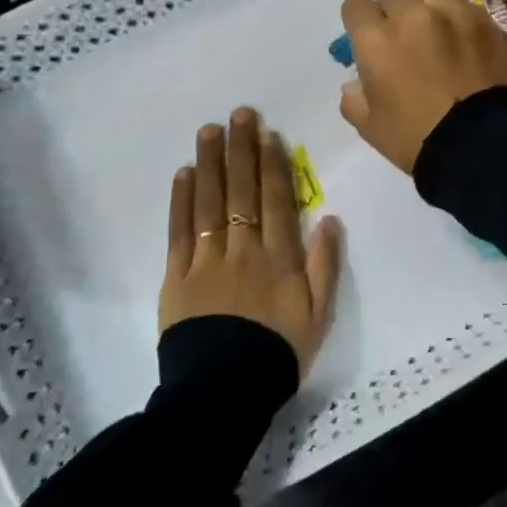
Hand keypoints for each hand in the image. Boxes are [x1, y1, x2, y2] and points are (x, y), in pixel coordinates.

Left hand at [161, 108, 341, 378]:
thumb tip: (328, 217)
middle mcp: (244, 249)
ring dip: (210, 164)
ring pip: (210, 203)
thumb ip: (324, 265)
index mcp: (279, 257)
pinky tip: (184, 174)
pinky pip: (179, 232)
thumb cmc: (278, 352)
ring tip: (209, 131)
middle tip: (239, 114)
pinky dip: (181, 202)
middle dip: (241, 149)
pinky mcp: (177, 277)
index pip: (276, 199)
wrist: (225, 393)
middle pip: (242, 191)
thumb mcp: (319, 314)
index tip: (268, 133)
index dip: (272, 164)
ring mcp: (207, 261)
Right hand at [338, 0, 506, 173]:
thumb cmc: (416, 139)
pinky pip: (466, 8)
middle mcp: (413, 16)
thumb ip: (355, 99)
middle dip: (393, 16)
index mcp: (377, 39)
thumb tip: (356, 83)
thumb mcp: (370, 127)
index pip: (356, 5)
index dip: (360, 21)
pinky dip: (461, 22)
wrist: (480, 146)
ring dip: (428, 4)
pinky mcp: (487, 23)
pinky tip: (468, 47)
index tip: (368, 39)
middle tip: (404, 43)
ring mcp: (455, 15)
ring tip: (437, 30)